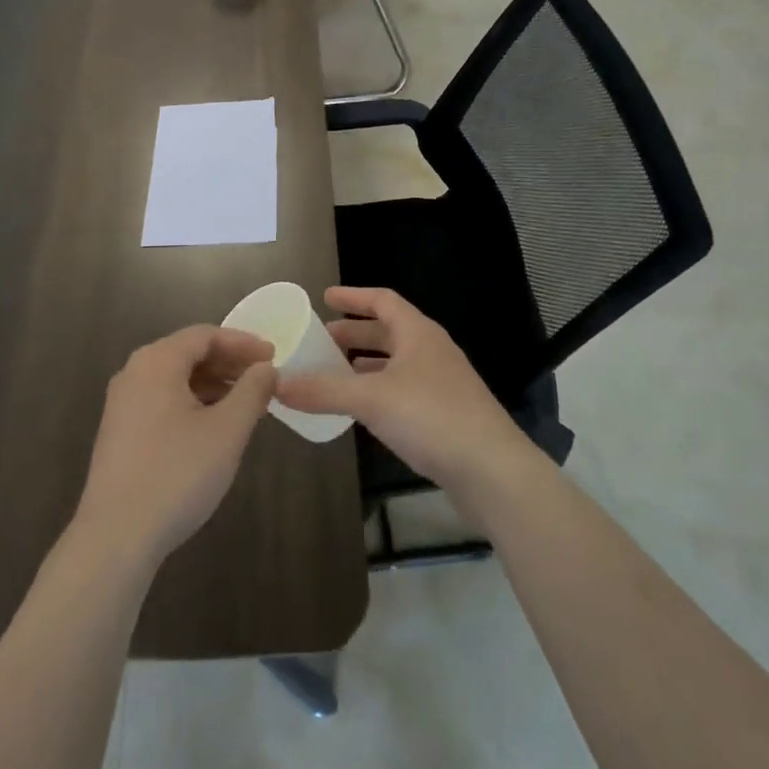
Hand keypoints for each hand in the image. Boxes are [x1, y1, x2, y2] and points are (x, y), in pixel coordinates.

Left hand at [73, 326, 277, 567]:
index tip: (273, 357)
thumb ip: (252, 392)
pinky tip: (213, 427)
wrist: (116, 535)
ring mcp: (122, 402)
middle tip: (263, 379)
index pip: (205, 335)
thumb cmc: (177, 473)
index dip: (243, 343)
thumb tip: (267, 368)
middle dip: (228, 363)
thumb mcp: (227, 431)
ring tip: (245, 404)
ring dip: (212, 384)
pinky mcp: (119, 431)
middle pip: (188, 353)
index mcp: (157, 361)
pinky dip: (192, 402)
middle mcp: (134, 372)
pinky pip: (162, 399)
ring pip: (175, 378)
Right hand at [277, 287, 528, 489]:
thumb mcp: (371, 399)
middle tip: (320, 340)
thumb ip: (323, 390)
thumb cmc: (432, 417)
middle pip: (388, 331)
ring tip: (332, 373)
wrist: (492, 471)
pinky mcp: (444, 414)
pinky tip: (360, 409)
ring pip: (395, 363)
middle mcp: (431, 351)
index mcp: (418, 333)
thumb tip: (276, 383)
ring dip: (364, 364)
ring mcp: (441, 383)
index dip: (353, 296)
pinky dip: (377, 390)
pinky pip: (402, 389)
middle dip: (354, 333)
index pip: (383, 300)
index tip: (325, 297)